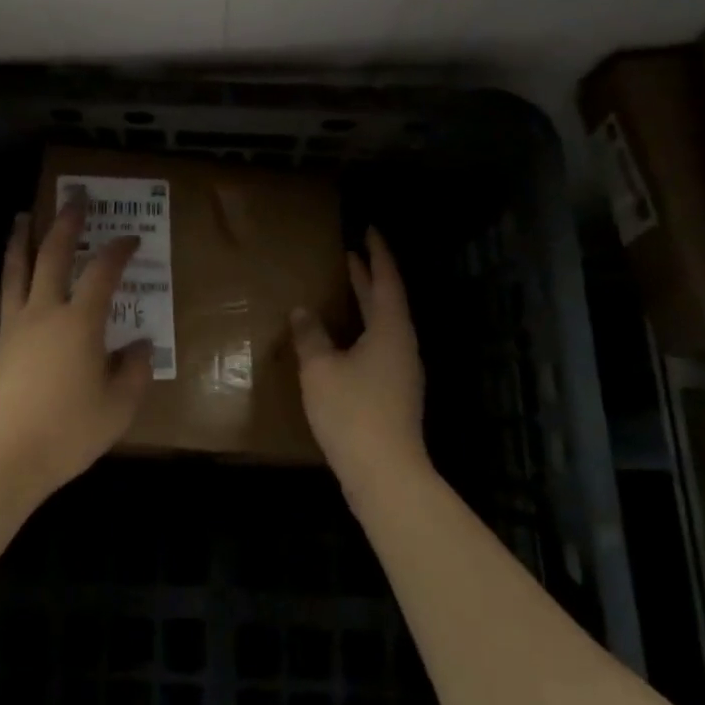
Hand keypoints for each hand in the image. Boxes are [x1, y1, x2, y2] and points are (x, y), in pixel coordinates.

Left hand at [0, 196, 153, 505]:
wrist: (0, 457)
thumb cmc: (66, 433)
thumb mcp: (117, 409)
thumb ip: (134, 373)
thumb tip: (141, 345)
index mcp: (80, 323)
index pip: (103, 273)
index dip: (118, 250)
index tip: (130, 238)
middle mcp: (45, 312)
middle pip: (54, 255)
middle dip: (66, 223)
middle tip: (73, 198)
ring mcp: (15, 325)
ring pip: (18, 269)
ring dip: (23, 238)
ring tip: (23, 216)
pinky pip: (6, 294)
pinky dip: (11, 272)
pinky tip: (13, 274)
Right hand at [290, 228, 428, 497]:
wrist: (385, 474)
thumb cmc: (352, 411)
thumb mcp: (320, 368)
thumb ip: (310, 335)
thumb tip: (303, 312)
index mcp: (389, 330)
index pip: (386, 281)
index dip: (377, 255)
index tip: (370, 231)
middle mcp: (401, 345)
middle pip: (387, 302)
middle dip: (369, 277)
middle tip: (351, 255)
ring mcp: (401, 372)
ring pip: (383, 326)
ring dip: (366, 304)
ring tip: (346, 290)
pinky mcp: (395, 393)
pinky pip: (379, 346)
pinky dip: (363, 329)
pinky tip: (344, 340)